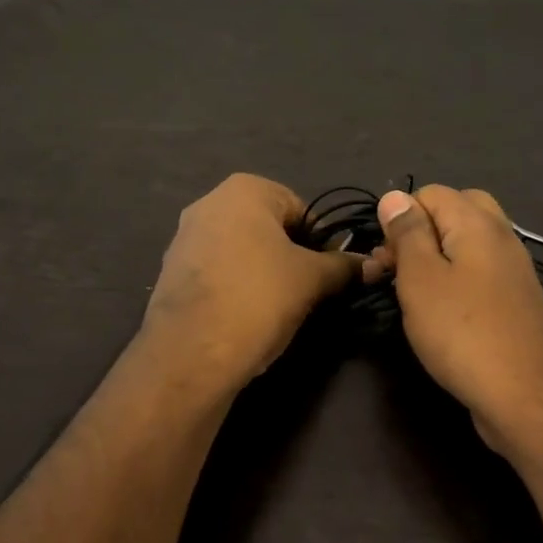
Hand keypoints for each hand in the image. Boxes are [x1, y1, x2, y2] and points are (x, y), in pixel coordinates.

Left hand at [143, 174, 362, 389]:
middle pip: (268, 228)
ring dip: (263, 273)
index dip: (321, 241)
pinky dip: (235, 289)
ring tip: (278, 308)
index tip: (329, 272)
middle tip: (308, 290)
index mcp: (244, 189)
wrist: (191, 352)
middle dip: (290, 256)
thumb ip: (342, 266)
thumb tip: (371, 264)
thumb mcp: (312, 280)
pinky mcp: (171, 273)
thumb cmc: (259, 297)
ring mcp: (184, 238)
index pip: (300, 209)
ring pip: (241, 252)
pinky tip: (246, 317)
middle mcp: (209, 203)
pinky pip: (217, 273)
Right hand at [375, 186, 542, 452]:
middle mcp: (500, 236)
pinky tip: (442, 312)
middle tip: (398, 269)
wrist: (526, 394)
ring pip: (467, 244)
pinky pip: (479, 272)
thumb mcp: (421, 278)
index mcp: (476, 222)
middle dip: (420, 232)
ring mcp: (512, 269)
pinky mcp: (515, 299)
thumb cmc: (462, 331)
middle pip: (455, 212)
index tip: (384, 258)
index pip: (429, 193)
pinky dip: (456, 280)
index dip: (399, 218)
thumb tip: (394, 196)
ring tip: (413, 294)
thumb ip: (407, 233)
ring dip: (436, 259)